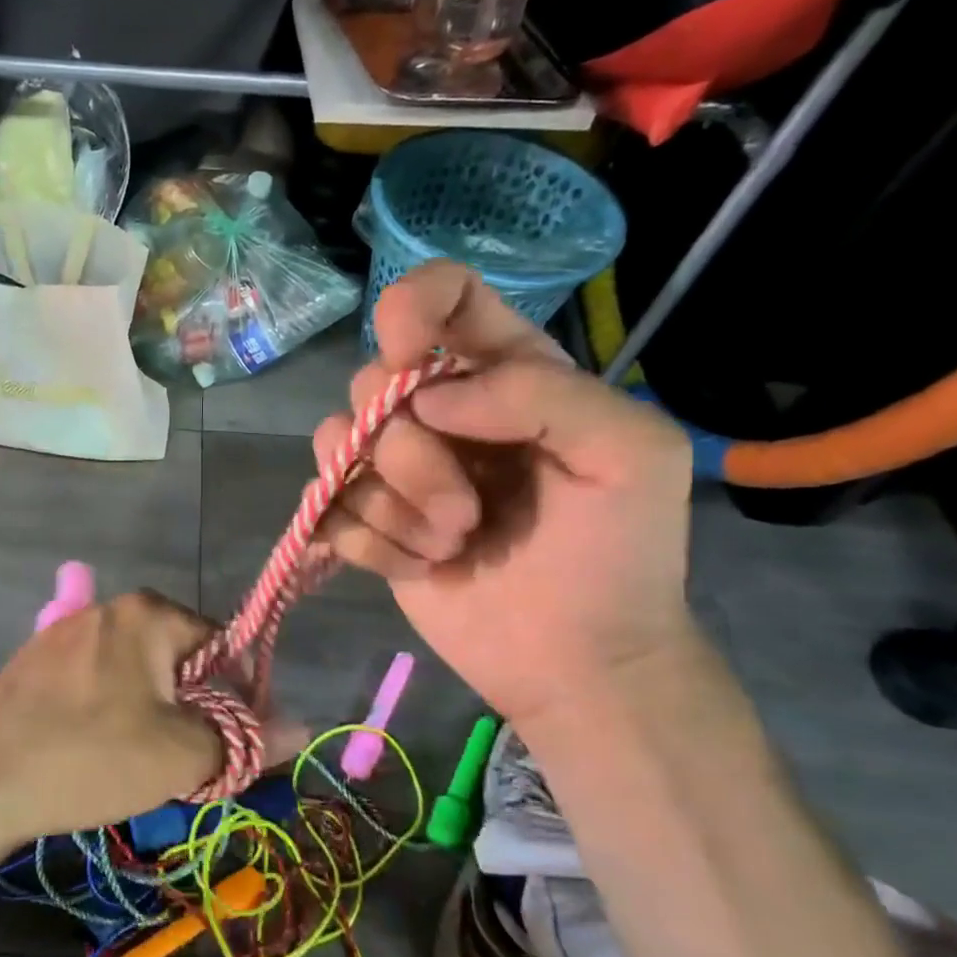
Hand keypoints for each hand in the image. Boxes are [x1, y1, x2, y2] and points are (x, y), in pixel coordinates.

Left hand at [0, 592, 300, 849]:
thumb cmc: (89, 756)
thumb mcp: (180, 754)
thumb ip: (245, 739)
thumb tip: (303, 727)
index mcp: (148, 613)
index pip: (223, 644)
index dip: (239, 697)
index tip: (230, 746)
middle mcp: (107, 608)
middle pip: (178, 658)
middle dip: (191, 710)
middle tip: (181, 764)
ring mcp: (64, 632)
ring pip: (135, 675)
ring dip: (152, 716)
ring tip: (135, 766)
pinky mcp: (33, 663)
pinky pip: (95, 683)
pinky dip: (110, 715)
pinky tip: (92, 753)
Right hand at [315, 261, 697, 728]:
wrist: (576, 660)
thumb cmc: (617, 554)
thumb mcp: (631, 453)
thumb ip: (542, 393)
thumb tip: (430, 398)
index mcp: (504, 373)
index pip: (442, 295)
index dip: (412, 306)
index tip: (409, 354)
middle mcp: (439, 411)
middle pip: (371, 381)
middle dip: (412, 454)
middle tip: (469, 510)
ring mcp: (395, 470)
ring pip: (337, 443)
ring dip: (394, 505)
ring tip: (448, 544)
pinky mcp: (365, 523)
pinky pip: (326, 507)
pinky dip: (371, 544)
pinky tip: (420, 568)